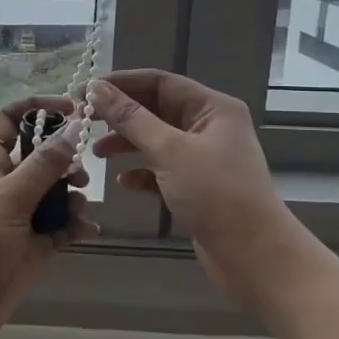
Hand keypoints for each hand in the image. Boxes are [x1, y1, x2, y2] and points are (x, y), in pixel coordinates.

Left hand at [0, 95, 99, 338]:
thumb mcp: (9, 197)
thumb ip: (45, 164)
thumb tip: (75, 126)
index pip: (11, 119)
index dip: (39, 108)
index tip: (73, 109)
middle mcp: (6, 183)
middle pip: (41, 155)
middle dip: (65, 159)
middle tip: (79, 174)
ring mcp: (20, 215)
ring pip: (56, 192)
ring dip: (73, 196)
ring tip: (77, 209)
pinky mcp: (34, 245)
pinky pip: (62, 226)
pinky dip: (76, 225)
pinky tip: (88, 231)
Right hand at [89, 70, 289, 300]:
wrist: (254, 256)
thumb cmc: (216, 194)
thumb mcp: (169, 150)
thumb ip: (130, 118)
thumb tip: (96, 88)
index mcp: (212, 108)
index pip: (160, 82)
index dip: (121, 83)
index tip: (85, 91)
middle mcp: (210, 127)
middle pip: (156, 109)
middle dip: (120, 115)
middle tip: (84, 121)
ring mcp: (204, 158)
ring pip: (156, 140)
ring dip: (126, 143)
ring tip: (97, 154)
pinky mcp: (197, 187)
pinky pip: (162, 170)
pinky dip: (141, 172)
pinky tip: (124, 182)